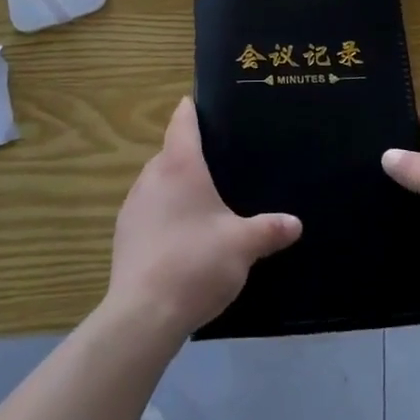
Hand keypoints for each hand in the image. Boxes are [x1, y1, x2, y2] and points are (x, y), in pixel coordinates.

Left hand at [108, 97, 301, 341]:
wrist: (143, 316)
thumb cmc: (196, 262)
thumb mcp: (243, 245)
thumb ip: (269, 229)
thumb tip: (296, 223)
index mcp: (179, 165)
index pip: (182, 121)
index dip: (192, 109)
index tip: (205, 104)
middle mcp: (151, 177)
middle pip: (170, 152)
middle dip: (190, 154)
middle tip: (220, 161)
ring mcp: (132, 207)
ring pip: (156, 183)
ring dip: (174, 186)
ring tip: (203, 200)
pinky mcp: (123, 237)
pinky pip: (148, 212)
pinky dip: (163, 214)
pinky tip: (182, 236)